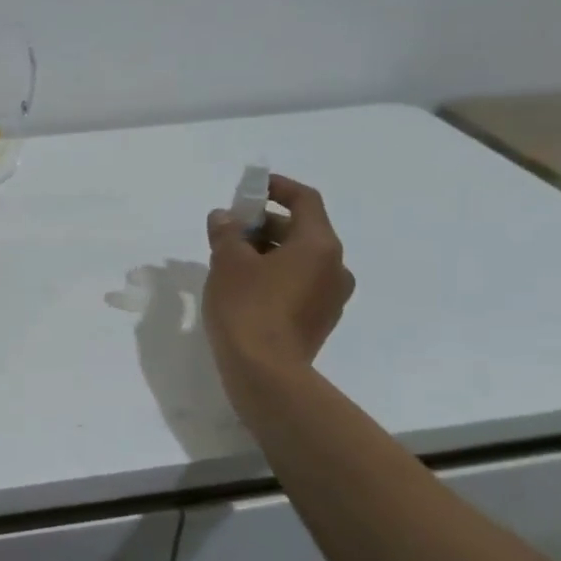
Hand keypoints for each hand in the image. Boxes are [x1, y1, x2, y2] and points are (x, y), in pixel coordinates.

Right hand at [203, 175, 354, 381]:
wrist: (265, 373)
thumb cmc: (247, 307)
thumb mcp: (228, 262)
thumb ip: (226, 232)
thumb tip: (224, 218)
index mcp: (320, 245)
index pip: (305, 200)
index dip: (277, 187)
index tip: (251, 188)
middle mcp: (335, 267)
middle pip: (302, 230)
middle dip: (265, 224)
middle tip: (230, 229)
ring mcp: (331, 297)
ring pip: (300, 259)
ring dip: (269, 251)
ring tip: (231, 259)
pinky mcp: (320, 320)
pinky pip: (300, 284)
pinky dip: (276, 275)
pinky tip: (245, 287)